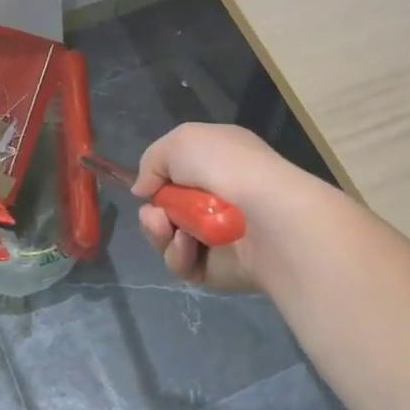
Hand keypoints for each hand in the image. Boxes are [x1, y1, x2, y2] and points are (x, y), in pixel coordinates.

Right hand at [132, 123, 322, 294]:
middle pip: (167, 209)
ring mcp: (219, 235)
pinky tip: (189, 244)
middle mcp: (219, 197)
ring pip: (169, 238)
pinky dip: (178, 253)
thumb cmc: (226, 167)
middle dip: (152, 212)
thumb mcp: (180, 141)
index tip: (147, 186)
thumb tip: (144, 190)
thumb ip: (152, 162)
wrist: (266, 215)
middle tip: (155, 214)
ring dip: (159, 232)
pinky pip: (183, 263)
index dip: (158, 179)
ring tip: (166, 227)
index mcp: (218, 161)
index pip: (178, 172)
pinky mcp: (218, 268)